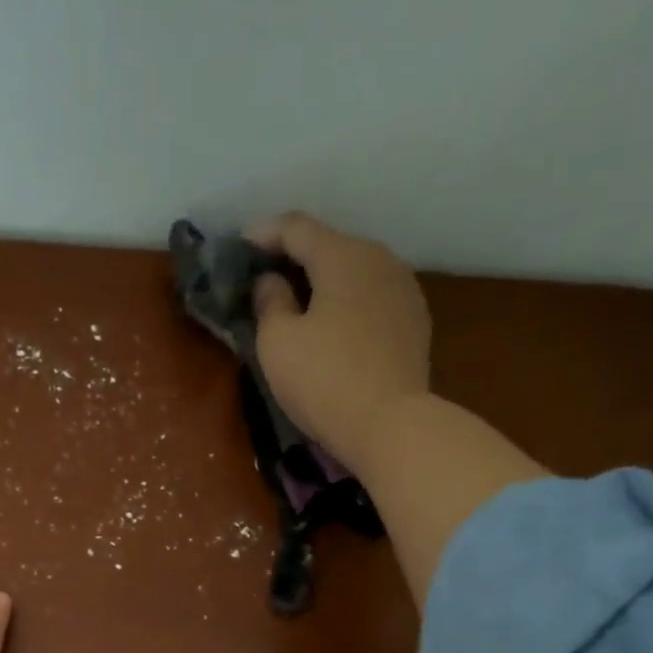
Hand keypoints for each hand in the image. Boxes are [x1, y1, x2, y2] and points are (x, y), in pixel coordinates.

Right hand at [248, 212, 432, 473]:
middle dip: (295, 257)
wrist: (391, 425)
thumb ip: (269, 302)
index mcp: (343, 256)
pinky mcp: (413, 322)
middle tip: (265, 275)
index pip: (297, 228)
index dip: (264, 233)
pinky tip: (332, 325)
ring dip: (324, 281)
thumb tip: (271, 282)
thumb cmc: (324, 380)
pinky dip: (346, 302)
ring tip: (298, 301)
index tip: (239, 244)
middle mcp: (380, 259)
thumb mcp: (277, 343)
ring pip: (354, 272)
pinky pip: (370, 298)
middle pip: (330, 245)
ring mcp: (403, 290)